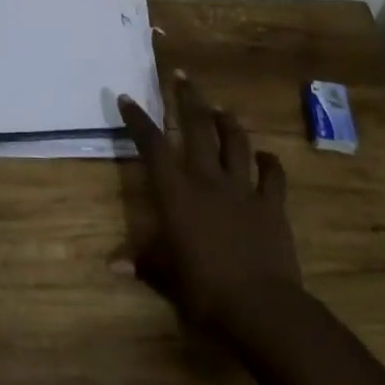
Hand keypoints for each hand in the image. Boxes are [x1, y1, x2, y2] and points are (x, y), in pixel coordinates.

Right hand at [118, 70, 300, 334]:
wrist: (262, 309)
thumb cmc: (205, 292)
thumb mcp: (166, 279)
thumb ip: (143, 264)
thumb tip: (111, 265)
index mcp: (177, 195)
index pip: (153, 148)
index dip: (139, 121)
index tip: (128, 98)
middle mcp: (208, 181)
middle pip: (197, 128)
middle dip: (188, 99)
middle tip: (182, 75)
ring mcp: (243, 190)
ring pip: (235, 143)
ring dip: (227, 122)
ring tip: (220, 107)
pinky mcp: (272, 205)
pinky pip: (273, 176)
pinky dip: (269, 162)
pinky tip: (266, 156)